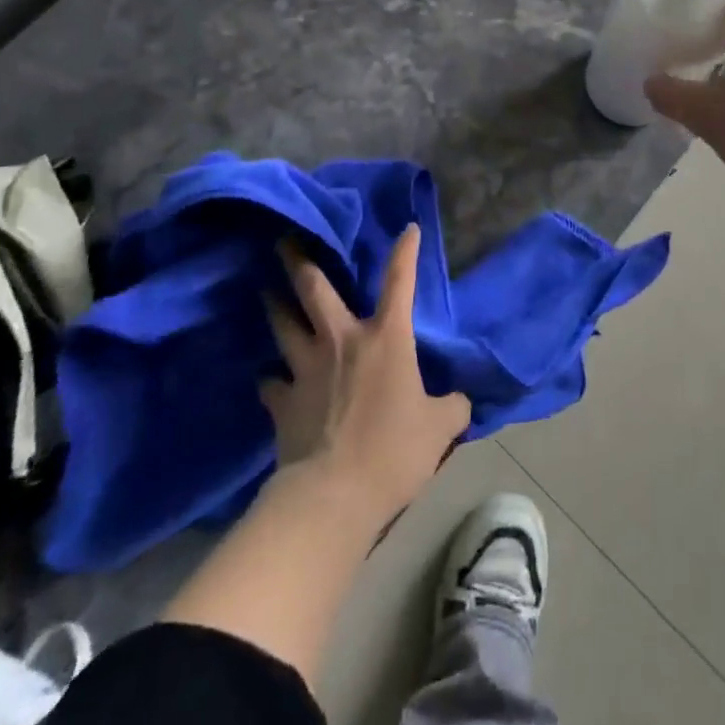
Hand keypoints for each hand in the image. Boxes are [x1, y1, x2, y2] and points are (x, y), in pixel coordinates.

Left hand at [261, 225, 470, 528]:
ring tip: (265, 291)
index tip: (408, 228)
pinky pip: (271, 382)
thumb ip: (452, 407)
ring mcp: (305, 368)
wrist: (333, 497)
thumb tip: (459, 401)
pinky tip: (270, 380)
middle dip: (298, 259)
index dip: (405, 251)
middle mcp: (341, 340)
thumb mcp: (440, 429)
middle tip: (285, 239)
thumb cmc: (393, 452)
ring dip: (274, 305)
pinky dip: (271, 379)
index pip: (399, 282)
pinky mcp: (281, 401)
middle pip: (314, 288)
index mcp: (386, 338)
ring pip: (283, 324)